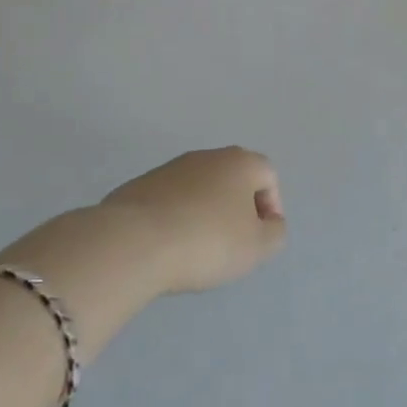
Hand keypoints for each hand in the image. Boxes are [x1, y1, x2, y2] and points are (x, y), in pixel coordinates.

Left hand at [0, 149, 285, 348]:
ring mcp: (170, 168)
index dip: (271, 208)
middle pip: (233, 180)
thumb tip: (269, 223)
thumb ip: (275, 233)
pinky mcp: (139, 186)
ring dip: (204, 214)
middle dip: (236, 210)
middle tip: (231, 245)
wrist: (131, 243)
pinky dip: (175, 220)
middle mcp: (208, 156)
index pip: (268, 176)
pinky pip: (169, 202)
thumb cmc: (206, 242)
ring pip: (199, 190)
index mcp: (241, 162)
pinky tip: (167, 248)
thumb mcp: (257, 247)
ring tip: (195, 250)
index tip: (259, 239)